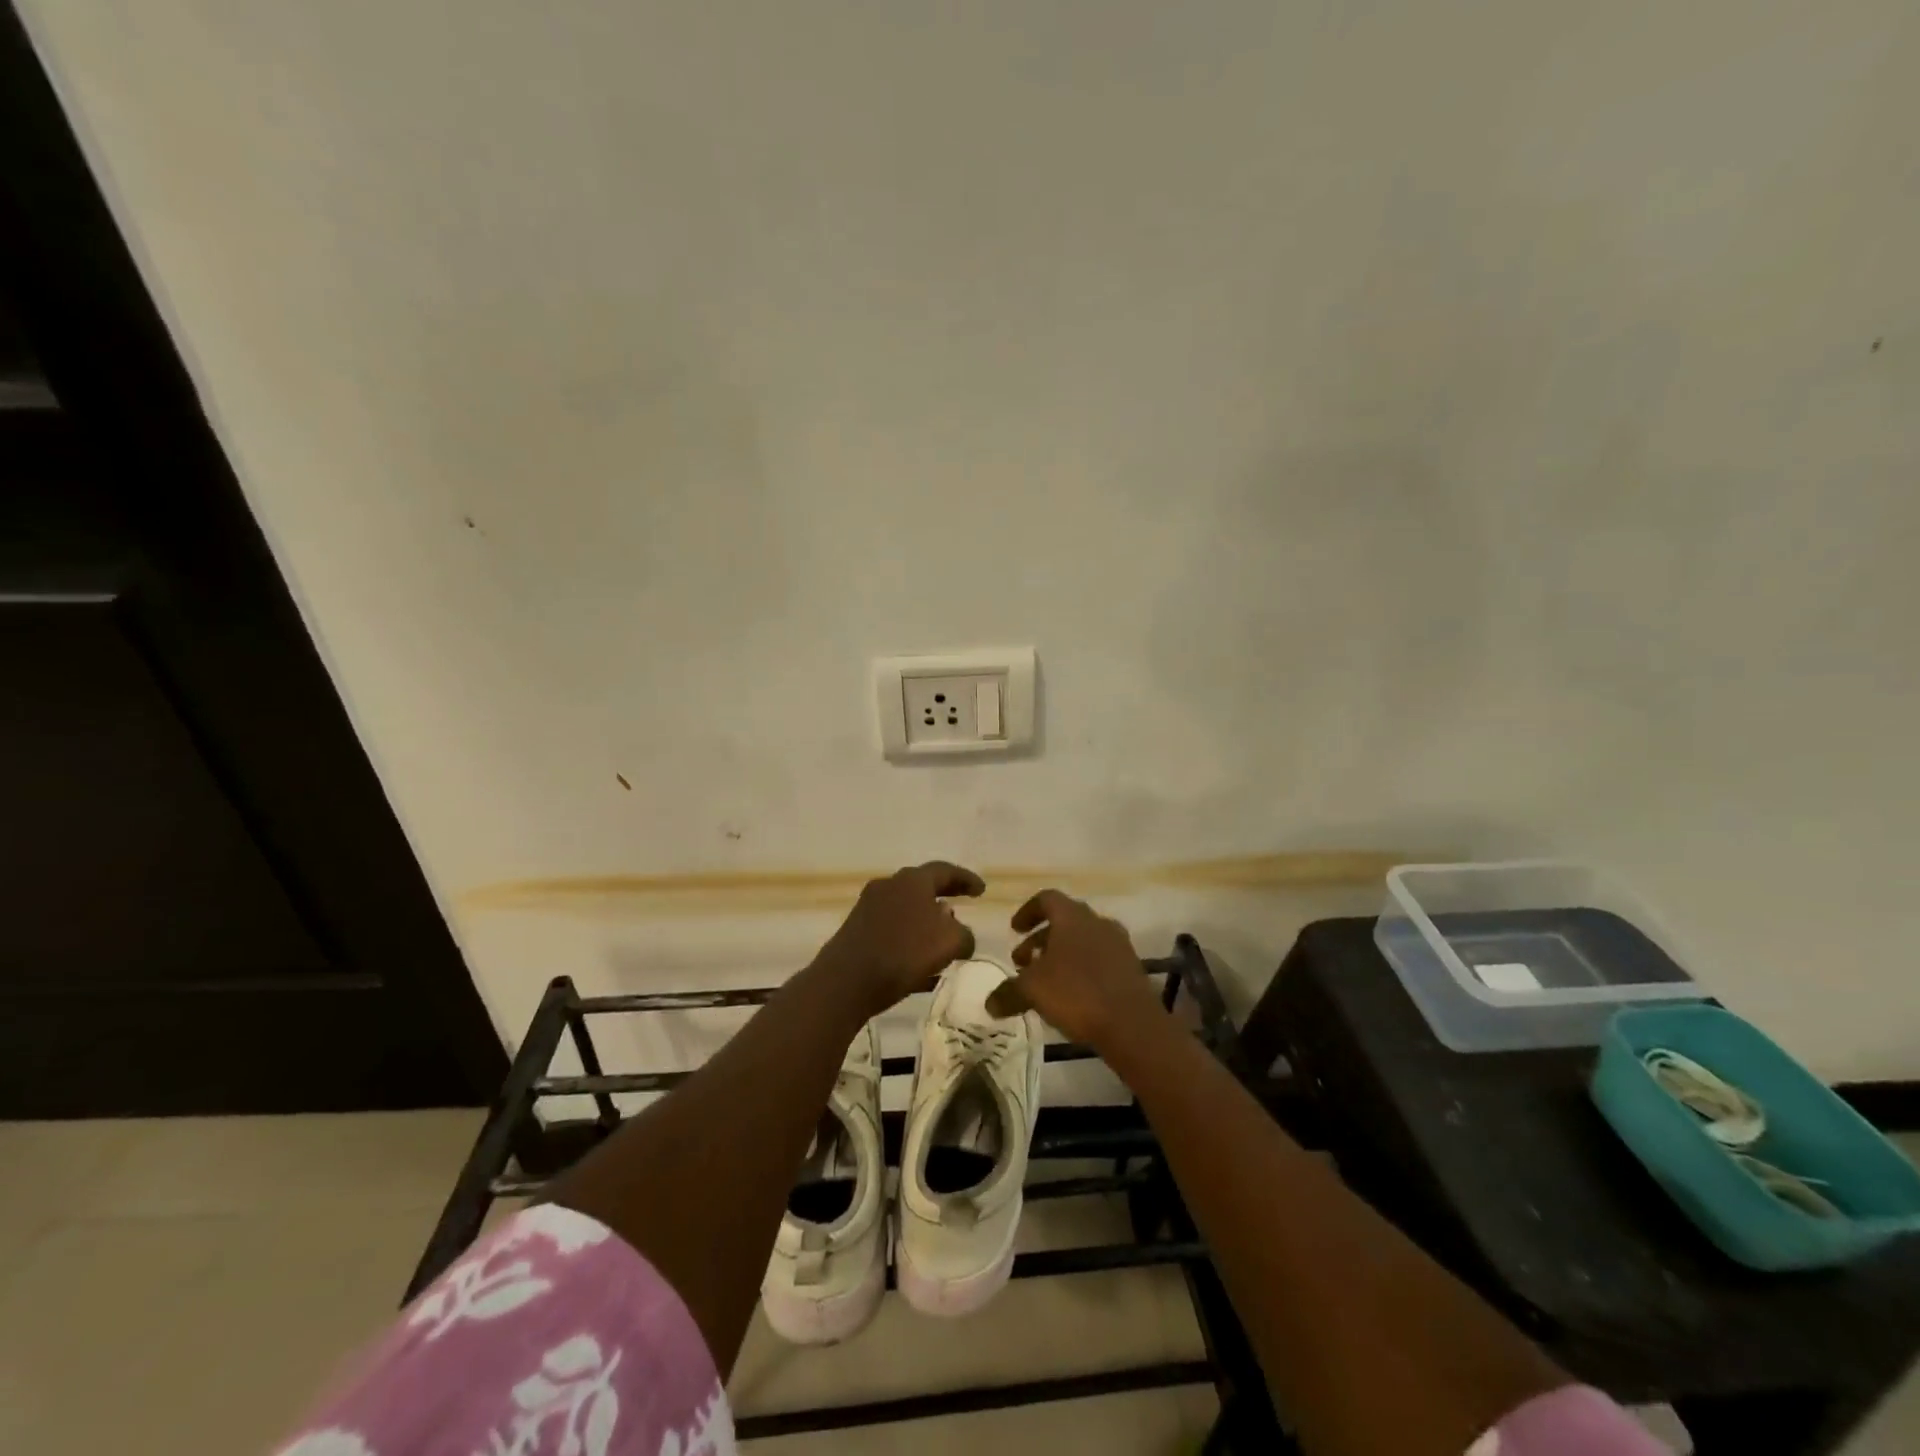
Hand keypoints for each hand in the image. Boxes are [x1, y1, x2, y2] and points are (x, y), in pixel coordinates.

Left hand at [816, 861, 983, 1014]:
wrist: (846, 980)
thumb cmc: (904, 953)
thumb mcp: (950, 943)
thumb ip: (964, 935)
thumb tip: (961, 935)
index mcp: (912, 880)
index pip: (945, 870)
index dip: (966, 879)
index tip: (982, 891)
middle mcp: (889, 886)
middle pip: (922, 888)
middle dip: (944, 898)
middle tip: (962, 907)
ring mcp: (868, 908)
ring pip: (906, 910)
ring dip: (926, 922)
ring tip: (943, 941)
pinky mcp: (856, 932)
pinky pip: (892, 932)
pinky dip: (910, 942)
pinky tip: (921, 967)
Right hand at [999, 890, 1166, 1051]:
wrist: (1132, 1023)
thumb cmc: (1076, 993)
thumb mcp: (1032, 990)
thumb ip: (1008, 993)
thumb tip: (989, 1004)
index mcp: (1072, 917)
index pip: (1046, 899)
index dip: (1027, 912)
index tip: (1014, 930)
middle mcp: (1097, 922)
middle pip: (1064, 921)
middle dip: (1040, 939)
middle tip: (1023, 962)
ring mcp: (1118, 944)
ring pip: (1083, 941)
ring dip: (1061, 954)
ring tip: (1046, 980)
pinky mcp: (1130, 968)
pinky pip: (1099, 959)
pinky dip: (1081, 968)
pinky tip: (1072, 994)